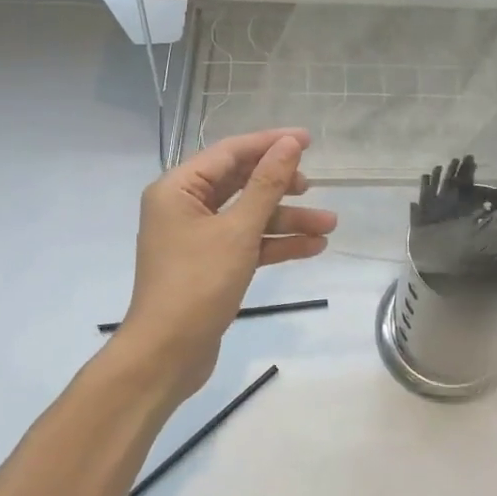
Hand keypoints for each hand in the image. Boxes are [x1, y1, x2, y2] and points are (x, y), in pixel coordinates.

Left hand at [116, 129, 336, 401]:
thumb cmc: (198, 284)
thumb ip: (267, 184)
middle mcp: (185, 206)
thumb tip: (290, 143)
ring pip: (249, 216)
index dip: (270, 143)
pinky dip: (277, 243)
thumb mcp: (238, 230)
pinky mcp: (211, 264)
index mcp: (178, 188)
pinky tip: (313, 247)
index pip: (230, 153)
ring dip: (287, 219)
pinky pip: (248, 242)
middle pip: (241, 183)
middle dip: (282, 187)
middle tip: (314, 186)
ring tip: (329, 225)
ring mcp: (198, 237)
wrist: (166, 356)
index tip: (308, 139)